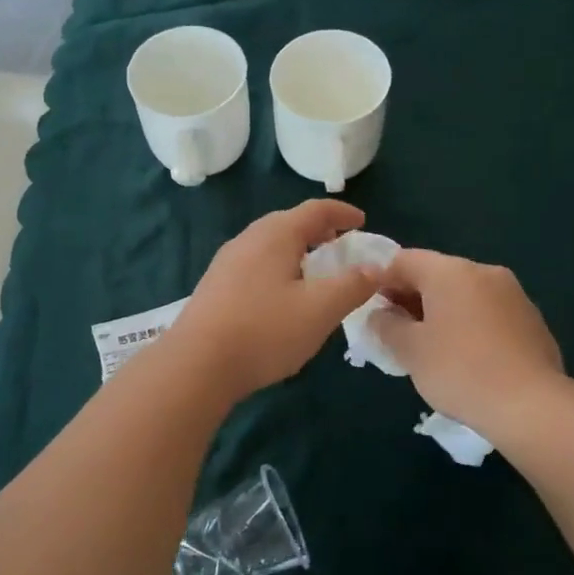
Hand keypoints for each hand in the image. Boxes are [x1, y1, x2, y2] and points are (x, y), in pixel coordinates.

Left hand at [168, 201, 381, 400]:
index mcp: (275, 235)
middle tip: (341, 248)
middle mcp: (248, 240)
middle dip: (319, 232)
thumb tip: (376, 267)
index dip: (342, 213)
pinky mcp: (215, 287)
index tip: (361, 222)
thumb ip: (353, 285)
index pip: (315, 210)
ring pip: (270, 246)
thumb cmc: (266, 330)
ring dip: (297, 252)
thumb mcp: (321, 309)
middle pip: (289, 224)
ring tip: (315, 275)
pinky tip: (283, 299)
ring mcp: (226, 263)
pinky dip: (278, 270)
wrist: (197, 365)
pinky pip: (255, 266)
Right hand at [369, 249, 564, 434]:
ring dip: (441, 312)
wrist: (531, 405)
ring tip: (428, 347)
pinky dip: (469, 325)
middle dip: (411, 297)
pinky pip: (488, 313)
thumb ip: (386, 326)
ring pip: (465, 294)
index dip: (380, 279)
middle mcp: (484, 272)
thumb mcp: (410, 350)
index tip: (367, 305)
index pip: (404, 260)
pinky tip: (465, 358)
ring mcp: (514, 295)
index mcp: (451, 271)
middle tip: (393, 330)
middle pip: (437, 274)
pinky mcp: (532, 320)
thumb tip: (380, 315)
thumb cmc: (460, 371)